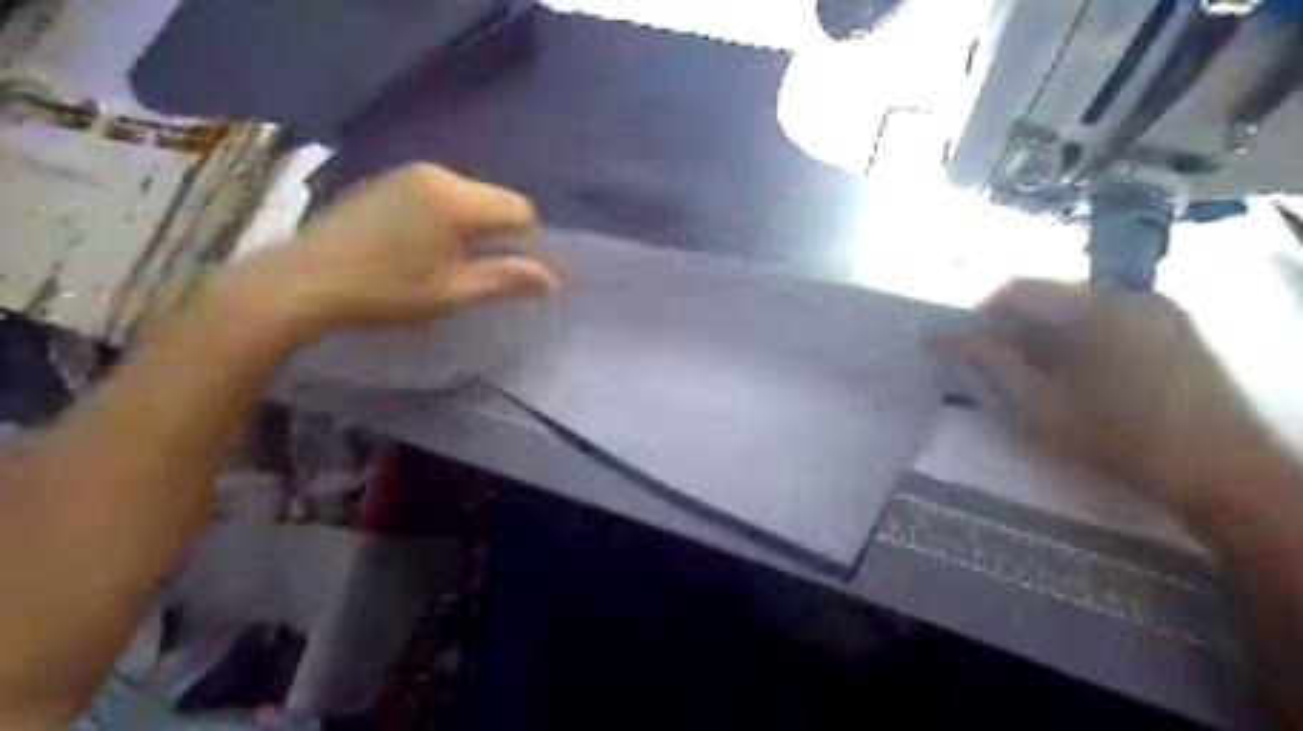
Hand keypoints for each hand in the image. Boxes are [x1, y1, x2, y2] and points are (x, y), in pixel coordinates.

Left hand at [214, 165, 558, 348]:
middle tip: (479, 270)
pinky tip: (423, 245)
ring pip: (470, 196)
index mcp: (457, 199)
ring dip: (475, 226)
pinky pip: (442, 193)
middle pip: (496, 199)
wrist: (303, 281)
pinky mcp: (390, 179)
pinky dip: (449, 217)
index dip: (527, 242)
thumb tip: (553, 280)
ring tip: (450, 260)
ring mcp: (410, 173)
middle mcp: (438, 174)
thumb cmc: (386, 291)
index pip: (520, 209)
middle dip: (500, 234)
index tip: (508, 272)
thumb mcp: (454, 292)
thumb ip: (508, 280)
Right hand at [944, 276, 1285, 523]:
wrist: (1220, 470)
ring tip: (1032, 369)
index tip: (964, 344)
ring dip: (1045, 331)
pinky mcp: (1173, 326)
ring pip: (1077, 306)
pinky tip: (1074, 371)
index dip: (982, 312)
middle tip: (995, 361)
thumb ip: (990, 362)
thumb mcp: (1039, 404)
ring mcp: (1156, 308)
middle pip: (1048, 295)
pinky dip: (1078, 335)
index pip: (1019, 289)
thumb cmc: (1117, 437)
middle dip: (1014, 324)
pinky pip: (1107, 316)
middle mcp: (1126, 293)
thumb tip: (944, 338)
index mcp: (1092, 307)